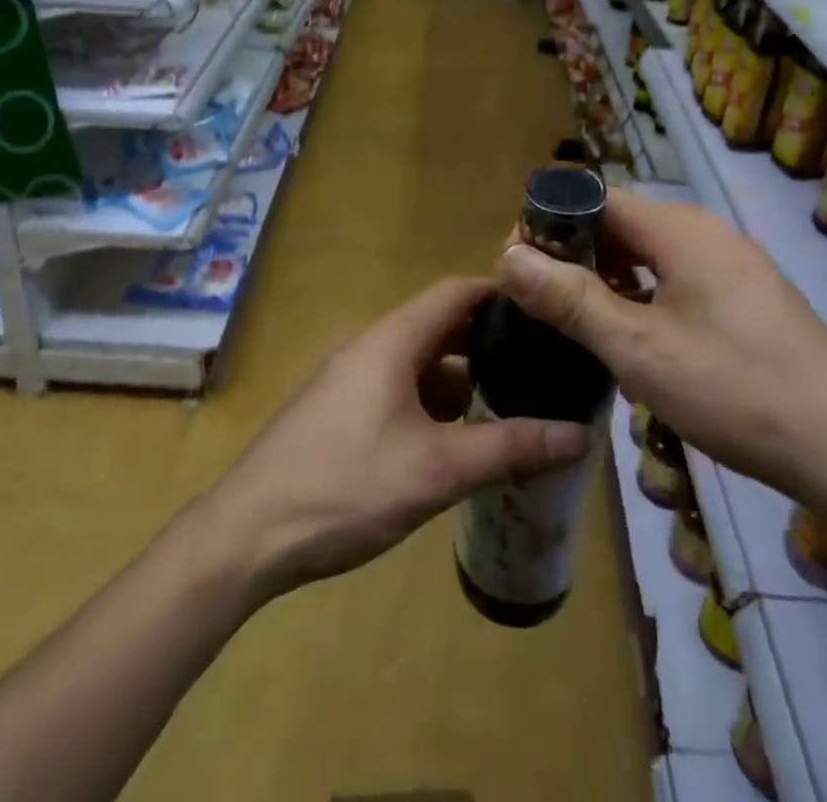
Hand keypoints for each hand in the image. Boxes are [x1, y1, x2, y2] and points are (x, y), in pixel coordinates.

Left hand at [203, 277, 592, 599]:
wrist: (246, 534)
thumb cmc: (345, 486)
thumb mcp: (436, 470)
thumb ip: (509, 448)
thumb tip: (579, 435)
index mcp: (392, 340)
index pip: (455, 292)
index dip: (501, 294)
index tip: (545, 310)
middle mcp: (370, 347)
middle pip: (439, 326)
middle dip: (487, 343)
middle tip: (539, 364)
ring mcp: (350, 379)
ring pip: (418, 363)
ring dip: (461, 379)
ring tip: (509, 404)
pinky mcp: (338, 411)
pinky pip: (397, 390)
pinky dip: (432, 404)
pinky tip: (456, 440)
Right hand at [496, 189, 826, 518]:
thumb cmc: (734, 390)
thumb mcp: (637, 349)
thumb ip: (570, 299)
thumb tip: (509, 256)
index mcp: (680, 229)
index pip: (595, 199)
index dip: (549, 224)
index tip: (518, 266)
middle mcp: (707, 232)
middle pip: (621, 224)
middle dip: (575, 255)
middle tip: (541, 302)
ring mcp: (733, 264)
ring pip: (649, 254)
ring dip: (608, 279)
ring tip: (579, 324)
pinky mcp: (747, 297)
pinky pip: (678, 278)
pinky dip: (643, 296)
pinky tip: (634, 340)